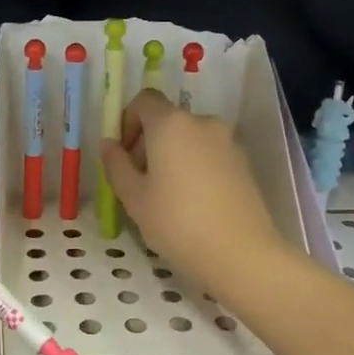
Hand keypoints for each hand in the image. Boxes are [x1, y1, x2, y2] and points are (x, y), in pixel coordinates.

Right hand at [99, 90, 290, 303]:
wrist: (241, 254)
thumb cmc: (177, 223)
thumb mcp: (134, 198)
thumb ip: (116, 165)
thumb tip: (109, 144)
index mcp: (170, 124)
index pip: (144, 101)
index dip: (127, 122)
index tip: (123, 155)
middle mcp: (202, 122)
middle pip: (167, 120)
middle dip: (147, 143)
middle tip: (139, 182)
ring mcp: (228, 141)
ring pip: (189, 138)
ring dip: (172, 156)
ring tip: (166, 196)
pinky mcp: (244, 162)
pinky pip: (209, 154)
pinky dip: (195, 166)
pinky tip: (192, 203)